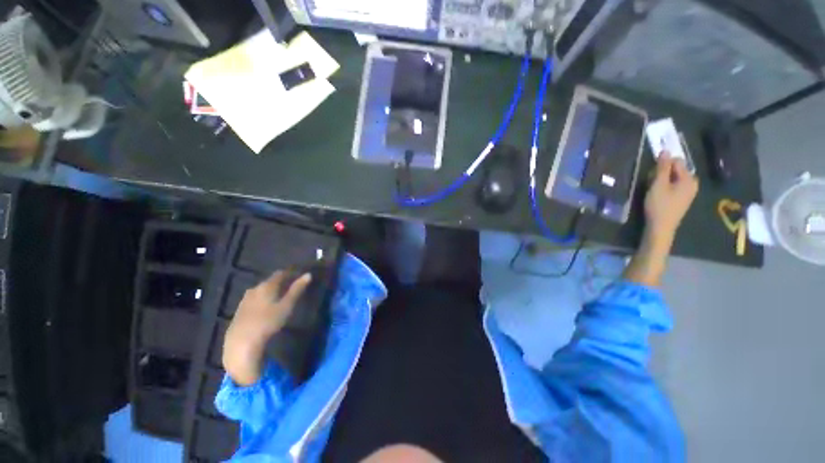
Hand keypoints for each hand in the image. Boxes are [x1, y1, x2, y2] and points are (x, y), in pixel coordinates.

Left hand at [223, 271, 311, 385]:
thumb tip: (308, 274)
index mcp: (266, 285)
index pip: (280, 273)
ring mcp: (245, 299)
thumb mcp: (286, 306)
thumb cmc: (268, 322)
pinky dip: (263, 300)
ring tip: (280, 298)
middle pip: (270, 281)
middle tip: (292, 288)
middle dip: (281, 283)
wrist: (241, 342)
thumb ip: (297, 290)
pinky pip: (255, 299)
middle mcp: (254, 288)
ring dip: (271, 291)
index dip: (290, 273)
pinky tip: (266, 308)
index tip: (299, 276)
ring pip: (261, 291)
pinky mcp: (240, 310)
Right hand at [644, 153, 698, 242]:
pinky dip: (665, 187)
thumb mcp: (658, 185)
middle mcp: (692, 183)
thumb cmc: (659, 205)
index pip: (677, 161)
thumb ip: (662, 168)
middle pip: (676, 170)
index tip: (652, 174)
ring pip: (674, 178)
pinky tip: (658, 195)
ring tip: (653, 190)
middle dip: (663, 173)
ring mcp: (689, 192)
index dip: (663, 165)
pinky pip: (674, 186)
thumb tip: (666, 150)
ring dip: (663, 181)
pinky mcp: (683, 199)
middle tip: (652, 183)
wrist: (661, 227)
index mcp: (689, 178)